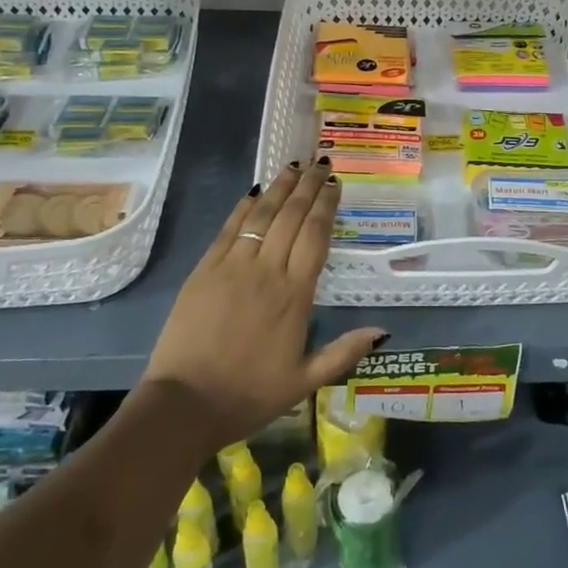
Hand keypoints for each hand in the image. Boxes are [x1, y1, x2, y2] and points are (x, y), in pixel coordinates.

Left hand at [142, 160, 385, 447]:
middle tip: (321, 163)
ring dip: (279, 188)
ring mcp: (232, 267)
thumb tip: (382, 331)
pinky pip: (229, 230)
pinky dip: (243, 207)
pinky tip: (254, 192)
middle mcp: (266, 271)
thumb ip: (343, 353)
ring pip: (261, 216)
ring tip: (293, 165)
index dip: (326, 205)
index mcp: (295, 295)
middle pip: (291, 217)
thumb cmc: (249, 395)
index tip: (335, 184)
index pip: (316, 236)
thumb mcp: (304, 381)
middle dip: (308, 186)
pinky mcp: (204, 270)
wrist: (185, 404)